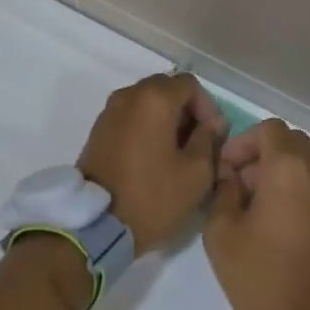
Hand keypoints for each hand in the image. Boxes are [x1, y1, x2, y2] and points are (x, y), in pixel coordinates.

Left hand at [78, 74, 226, 253]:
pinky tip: (153, 156)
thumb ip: (209, 139)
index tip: (213, 136)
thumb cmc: (152, 196)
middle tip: (197, 143)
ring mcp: (109, 111)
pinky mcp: (98, 130)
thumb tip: (213, 123)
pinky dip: (146, 127)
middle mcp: (129, 95)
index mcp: (154, 98)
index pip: (190, 84)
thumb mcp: (196, 173)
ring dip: (166, 119)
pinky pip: (130, 116)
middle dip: (186, 111)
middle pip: (167, 89)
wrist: (96, 225)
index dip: (208, 107)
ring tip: (176, 152)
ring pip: (147, 102)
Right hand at [204, 120, 309, 309]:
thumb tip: (231, 178)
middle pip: (289, 142)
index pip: (268, 129)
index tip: (225, 169)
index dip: (242, 142)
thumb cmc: (265, 278)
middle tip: (237, 183)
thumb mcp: (222, 235)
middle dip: (260, 153)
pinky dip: (294, 189)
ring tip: (252, 205)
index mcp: (289, 168)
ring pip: (304, 164)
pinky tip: (273, 222)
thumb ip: (222, 193)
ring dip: (278, 171)